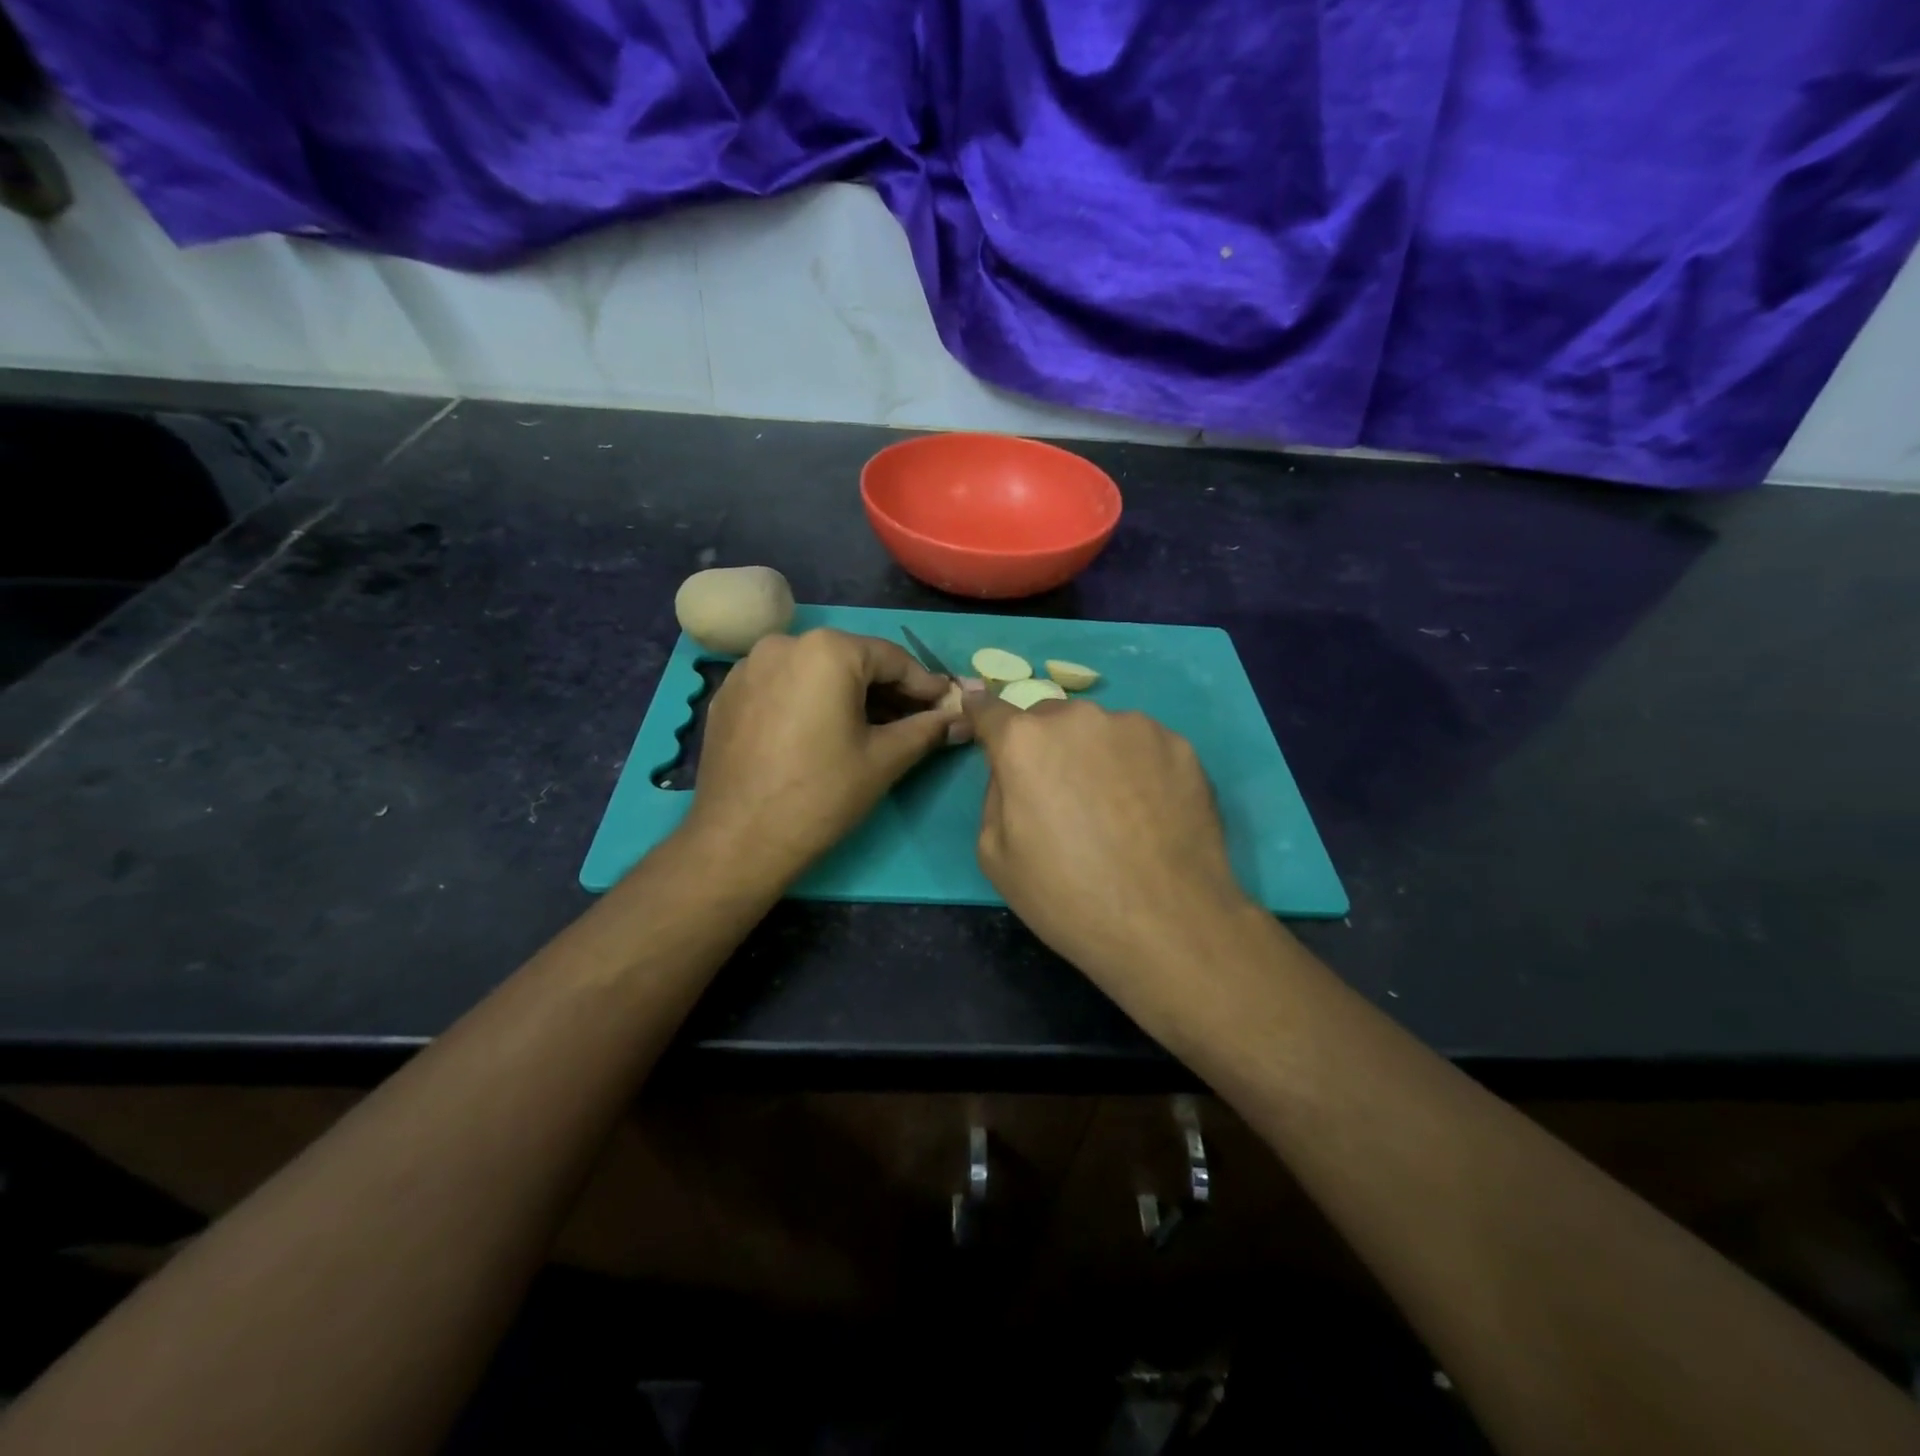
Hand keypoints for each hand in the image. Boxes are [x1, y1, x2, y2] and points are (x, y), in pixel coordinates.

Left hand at [685, 629, 962, 882]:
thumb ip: (927, 730)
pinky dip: (810, 702)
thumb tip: (961, 719)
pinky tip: (823, 734)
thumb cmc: (822, 794)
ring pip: (815, 673)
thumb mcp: (885, 759)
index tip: (947, 705)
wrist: (739, 840)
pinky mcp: (728, 695)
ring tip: (872, 729)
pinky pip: (783, 687)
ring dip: (848, 696)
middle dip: (887, 691)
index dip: (925, 685)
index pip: (892, 659)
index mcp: (827, 650)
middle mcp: (784, 644)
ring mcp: (749, 668)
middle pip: (851, 661)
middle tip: (915, 721)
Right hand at [962, 691, 1251, 985]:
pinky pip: (1142, 747)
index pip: (991, 711)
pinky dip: (1137, 768)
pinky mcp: (1180, 746)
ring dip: (1094, 755)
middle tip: (1060, 795)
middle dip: (1045, 745)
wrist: (1168, 924)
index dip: (982, 714)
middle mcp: (1079, 718)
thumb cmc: (1067, 897)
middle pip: (1049, 719)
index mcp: (1025, 742)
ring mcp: (1136, 727)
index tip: (979, 711)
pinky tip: (1148, 812)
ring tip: (1112, 809)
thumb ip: (995, 795)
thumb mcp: (995, 856)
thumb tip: (1013, 772)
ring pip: (1100, 731)